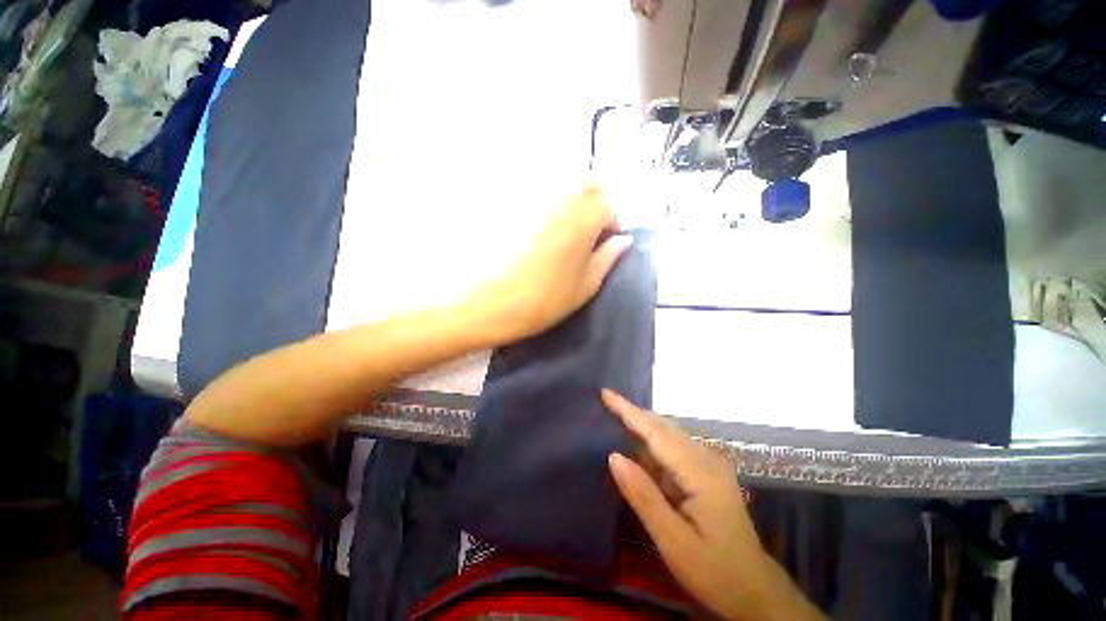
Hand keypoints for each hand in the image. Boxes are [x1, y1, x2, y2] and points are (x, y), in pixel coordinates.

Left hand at [468, 182, 631, 343]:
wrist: (495, 303)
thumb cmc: (547, 299)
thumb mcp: (587, 284)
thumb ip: (609, 257)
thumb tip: (624, 240)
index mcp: (585, 219)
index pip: (610, 206)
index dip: (613, 225)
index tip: (606, 244)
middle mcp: (560, 199)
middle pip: (588, 183)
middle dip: (596, 202)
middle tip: (589, 230)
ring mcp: (534, 198)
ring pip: (563, 183)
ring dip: (573, 200)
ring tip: (566, 231)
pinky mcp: (513, 204)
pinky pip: (538, 193)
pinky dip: (548, 204)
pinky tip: (541, 229)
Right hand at [603, 391, 825, 620]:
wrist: (754, 590)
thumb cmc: (714, 571)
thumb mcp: (673, 541)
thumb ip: (643, 496)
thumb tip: (613, 456)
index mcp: (700, 472)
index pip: (656, 432)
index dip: (629, 411)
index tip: (605, 393)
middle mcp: (706, 458)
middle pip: (663, 426)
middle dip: (632, 413)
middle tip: (603, 404)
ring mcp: (708, 464)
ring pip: (667, 434)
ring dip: (640, 426)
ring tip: (612, 419)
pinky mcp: (705, 472)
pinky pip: (672, 448)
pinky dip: (650, 443)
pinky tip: (635, 447)